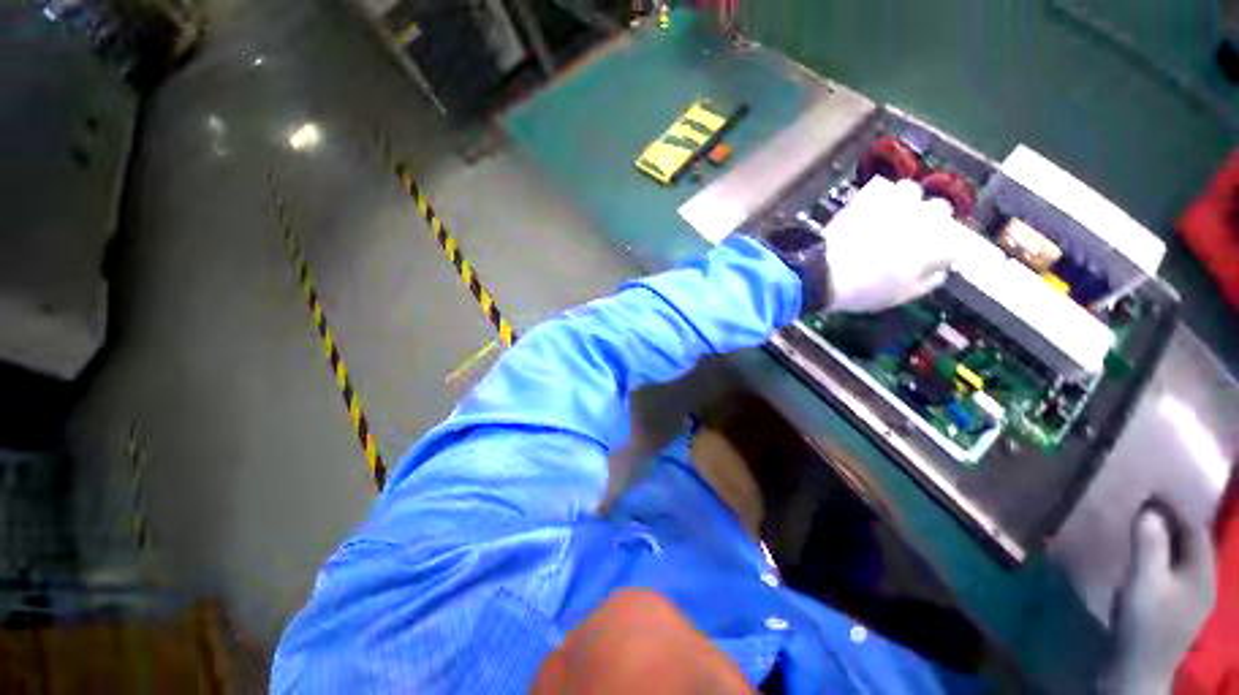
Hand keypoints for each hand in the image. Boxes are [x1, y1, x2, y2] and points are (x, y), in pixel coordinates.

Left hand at [822, 176, 975, 313]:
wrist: (826, 273)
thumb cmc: (865, 291)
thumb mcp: (900, 296)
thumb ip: (927, 281)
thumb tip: (939, 271)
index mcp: (939, 244)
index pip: (957, 242)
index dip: (943, 251)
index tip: (930, 258)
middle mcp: (926, 217)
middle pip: (941, 210)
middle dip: (930, 222)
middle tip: (909, 237)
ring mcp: (896, 203)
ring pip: (912, 192)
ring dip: (905, 202)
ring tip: (889, 217)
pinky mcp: (868, 197)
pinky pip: (882, 188)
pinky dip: (879, 196)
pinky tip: (870, 209)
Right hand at [1102, 503, 1215, 694]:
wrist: (1136, 670)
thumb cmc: (1142, 624)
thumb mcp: (1143, 582)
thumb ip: (1149, 544)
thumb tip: (1149, 509)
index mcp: (1203, 573)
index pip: (1196, 528)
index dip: (1176, 506)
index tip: (1151, 488)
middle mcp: (1204, 580)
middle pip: (1193, 542)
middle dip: (1172, 520)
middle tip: (1144, 503)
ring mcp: (1191, 597)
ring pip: (1183, 556)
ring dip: (1166, 537)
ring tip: (1142, 524)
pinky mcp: (1177, 606)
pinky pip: (1174, 569)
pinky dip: (1161, 554)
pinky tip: (1145, 557)